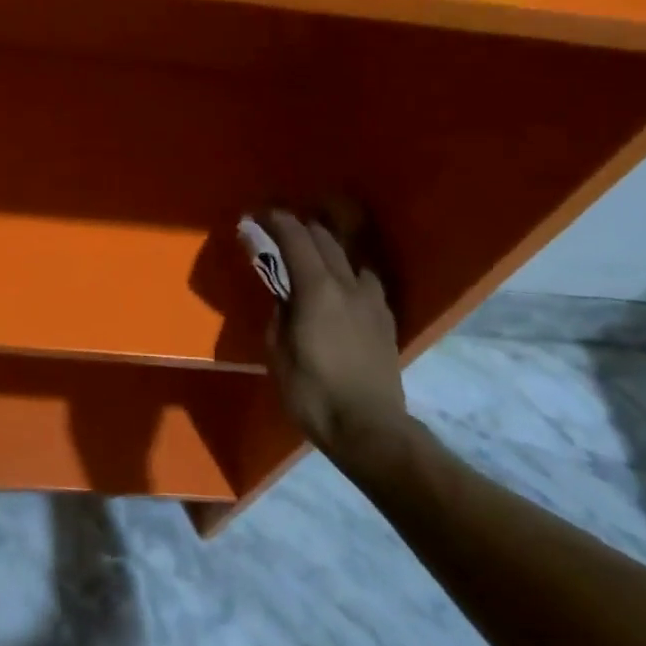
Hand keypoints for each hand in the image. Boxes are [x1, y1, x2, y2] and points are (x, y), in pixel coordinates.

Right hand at [260, 210, 408, 458]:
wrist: (370, 429)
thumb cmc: (313, 394)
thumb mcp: (278, 353)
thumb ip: (279, 312)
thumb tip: (281, 291)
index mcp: (317, 289)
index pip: (296, 238)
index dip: (276, 221)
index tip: (259, 216)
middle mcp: (347, 284)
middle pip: (324, 238)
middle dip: (299, 227)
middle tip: (279, 231)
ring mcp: (371, 299)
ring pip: (349, 255)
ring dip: (327, 245)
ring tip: (312, 251)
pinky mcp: (386, 317)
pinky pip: (365, 278)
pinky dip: (347, 270)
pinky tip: (342, 283)